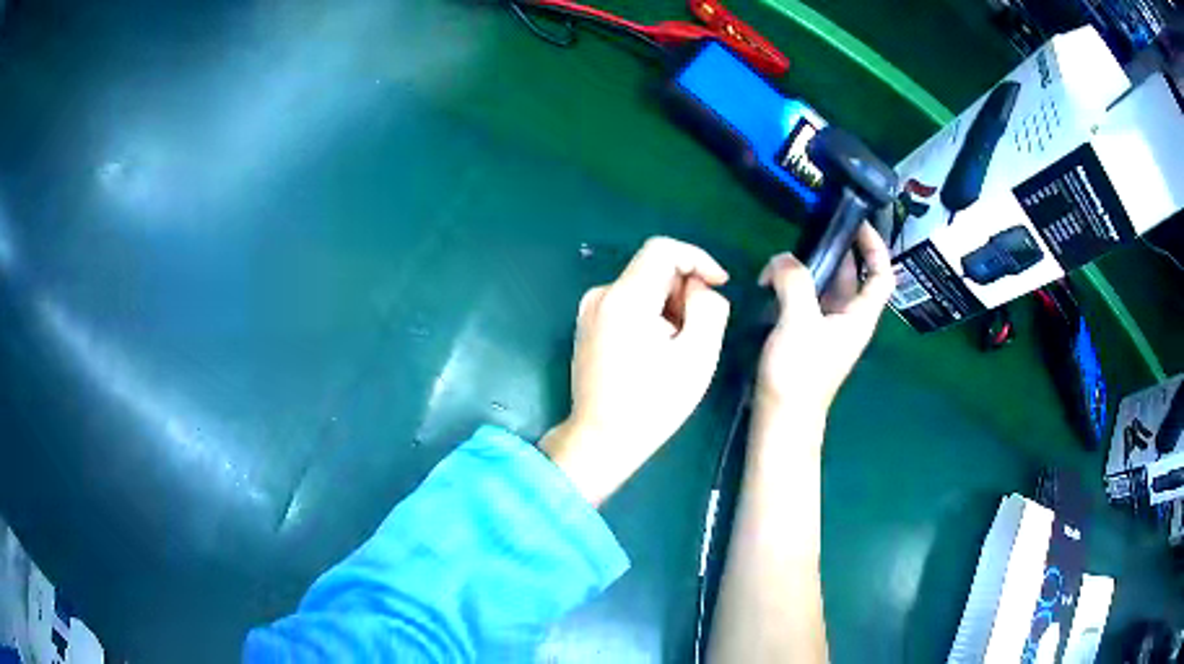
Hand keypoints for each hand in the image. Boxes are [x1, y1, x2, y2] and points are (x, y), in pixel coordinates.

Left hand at [541, 237, 730, 505]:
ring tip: (675, 350)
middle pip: (652, 270)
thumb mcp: (698, 357)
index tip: (719, 285)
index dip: (697, 259)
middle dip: (683, 292)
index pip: (663, 250)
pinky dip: (649, 317)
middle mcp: (600, 295)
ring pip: (642, 288)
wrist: (601, 440)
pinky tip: (654, 353)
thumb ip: (708, 309)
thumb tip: (699, 289)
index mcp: (624, 298)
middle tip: (697, 333)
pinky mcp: (587, 326)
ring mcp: (589, 311)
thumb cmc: (652, 404)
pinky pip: (627, 304)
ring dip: (668, 308)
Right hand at [756, 223, 892, 419]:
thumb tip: (781, 260)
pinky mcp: (806, 334)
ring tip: (785, 255)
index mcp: (859, 315)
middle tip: (812, 228)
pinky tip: (773, 281)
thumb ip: (794, 281)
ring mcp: (826, 327)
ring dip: (810, 267)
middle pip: (852, 275)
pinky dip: (794, 285)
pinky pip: (806, 299)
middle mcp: (847, 318)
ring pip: (826, 286)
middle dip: (836, 249)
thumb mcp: (799, 321)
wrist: (781, 417)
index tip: (858, 223)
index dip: (876, 247)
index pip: (881, 275)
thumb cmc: (799, 373)